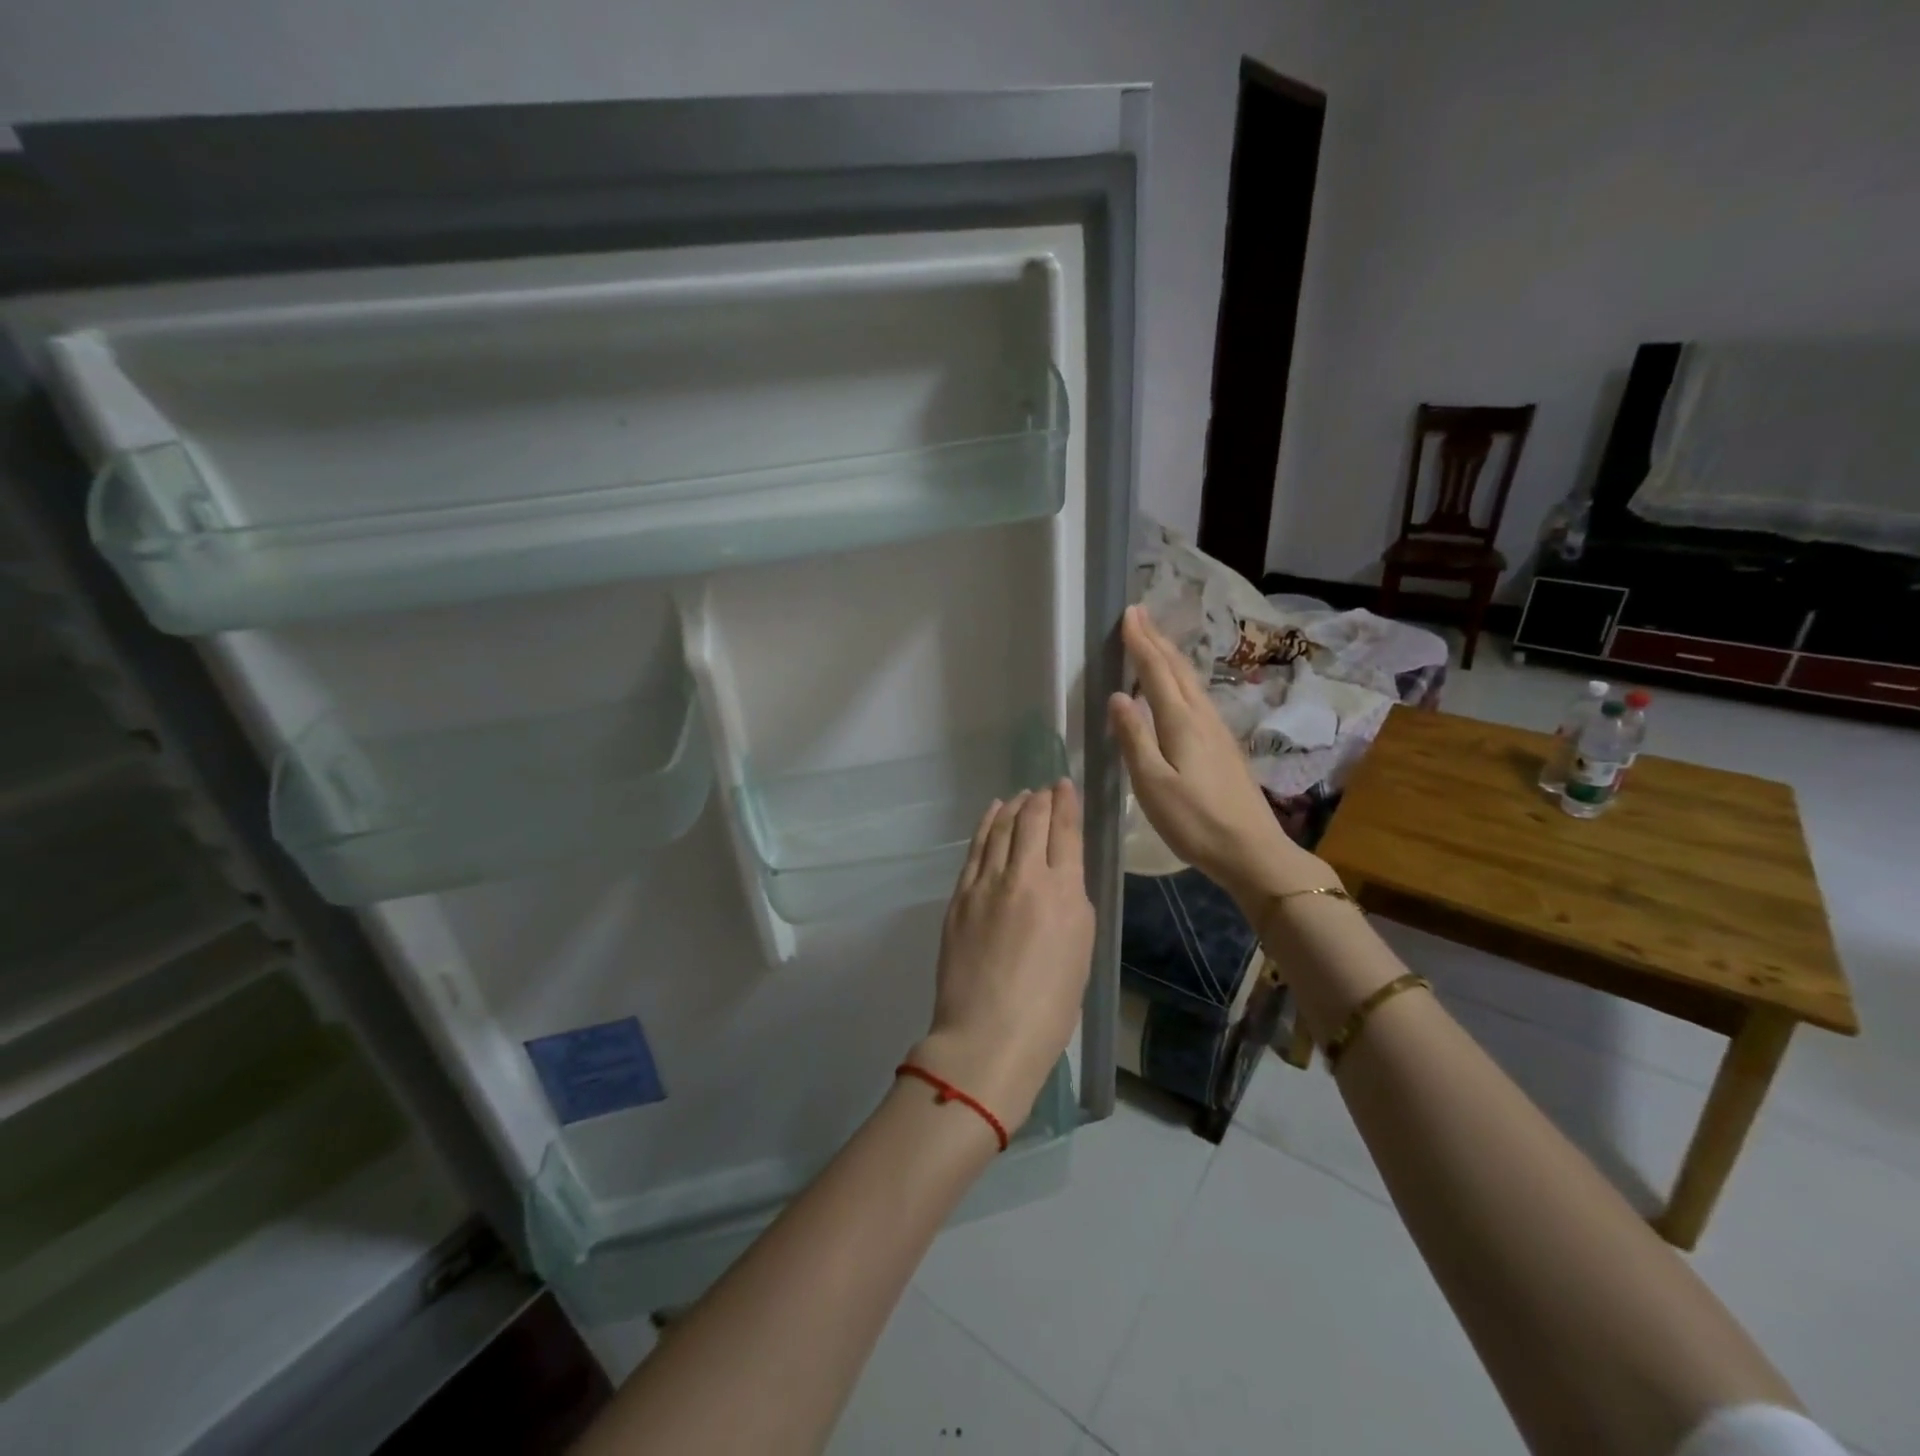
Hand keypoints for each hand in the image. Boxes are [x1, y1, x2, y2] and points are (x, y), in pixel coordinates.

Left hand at [913, 782, 1094, 1131]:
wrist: (988, 1035)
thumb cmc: (1050, 1006)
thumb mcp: (1081, 950)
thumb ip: (1072, 902)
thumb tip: (1060, 875)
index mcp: (1063, 893)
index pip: (1065, 832)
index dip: (1065, 804)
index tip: (1064, 786)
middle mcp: (1024, 877)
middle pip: (1032, 821)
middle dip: (1041, 799)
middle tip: (1046, 789)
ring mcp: (986, 884)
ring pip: (1001, 828)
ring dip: (1014, 807)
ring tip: (1021, 795)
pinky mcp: (960, 896)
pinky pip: (976, 849)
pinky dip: (987, 825)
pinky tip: (993, 814)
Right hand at [1108, 605, 1334, 908]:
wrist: (1251, 850)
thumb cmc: (1195, 821)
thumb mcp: (1152, 784)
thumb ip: (1134, 738)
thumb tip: (1118, 696)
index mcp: (1181, 723)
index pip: (1157, 672)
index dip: (1141, 643)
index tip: (1129, 614)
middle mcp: (1202, 717)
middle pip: (1177, 670)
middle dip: (1156, 640)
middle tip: (1139, 614)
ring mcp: (1217, 730)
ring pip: (1190, 681)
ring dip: (1170, 656)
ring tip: (1155, 641)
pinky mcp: (1223, 745)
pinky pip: (1197, 697)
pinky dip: (1181, 679)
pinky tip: (1178, 687)